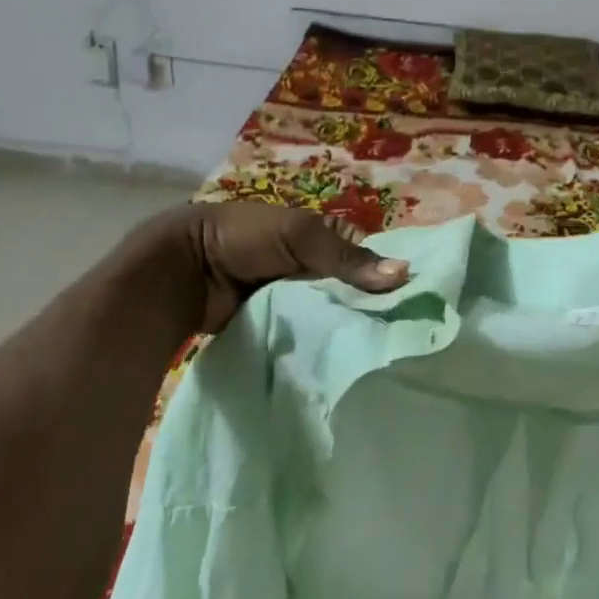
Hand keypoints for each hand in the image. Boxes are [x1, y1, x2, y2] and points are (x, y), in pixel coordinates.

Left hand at [110, 202, 409, 336]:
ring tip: (377, 356)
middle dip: (369, 309)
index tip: (416, 305)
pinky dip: (321, 346)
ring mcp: (296, 300)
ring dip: (346, 331)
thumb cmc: (244, 238)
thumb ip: (347, 257)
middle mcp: (315, 268)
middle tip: (399, 337)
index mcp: (324, 237)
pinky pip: (309, 337)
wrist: (182, 270)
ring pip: (333, 316)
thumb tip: (405, 274)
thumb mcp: (300, 236)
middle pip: (353, 291)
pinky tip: (342, 363)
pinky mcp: (279, 328)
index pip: (369, 259)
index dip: (389, 277)